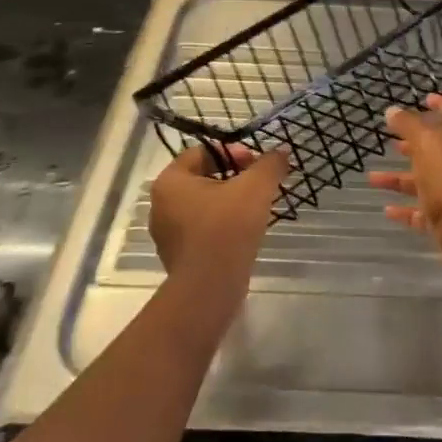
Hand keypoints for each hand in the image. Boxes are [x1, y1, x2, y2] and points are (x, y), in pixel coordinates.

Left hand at [148, 142, 288, 285]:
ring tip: (257, 209)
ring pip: (204, 206)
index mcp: (171, 182)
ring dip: (230, 203)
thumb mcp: (256, 187)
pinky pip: (203, 231)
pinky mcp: (179, 257)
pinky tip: (245, 233)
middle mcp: (161, 205)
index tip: (256, 164)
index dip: (233, 152)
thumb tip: (280, 153)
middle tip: (260, 185)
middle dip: (234, 178)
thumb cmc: (226, 227)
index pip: (202, 152)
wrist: (209, 288)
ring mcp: (168, 234)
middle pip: (203, 179)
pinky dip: (223, 226)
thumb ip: (270, 164)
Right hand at [369, 93, 441, 243]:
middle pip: (436, 147)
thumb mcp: (426, 144)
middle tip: (393, 137)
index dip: (441, 103)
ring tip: (373, 177)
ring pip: (423, 179)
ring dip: (399, 177)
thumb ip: (408, 125)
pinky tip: (386, 209)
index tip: (425, 98)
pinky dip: (404, 208)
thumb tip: (391, 110)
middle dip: (413, 142)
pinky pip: (421, 209)